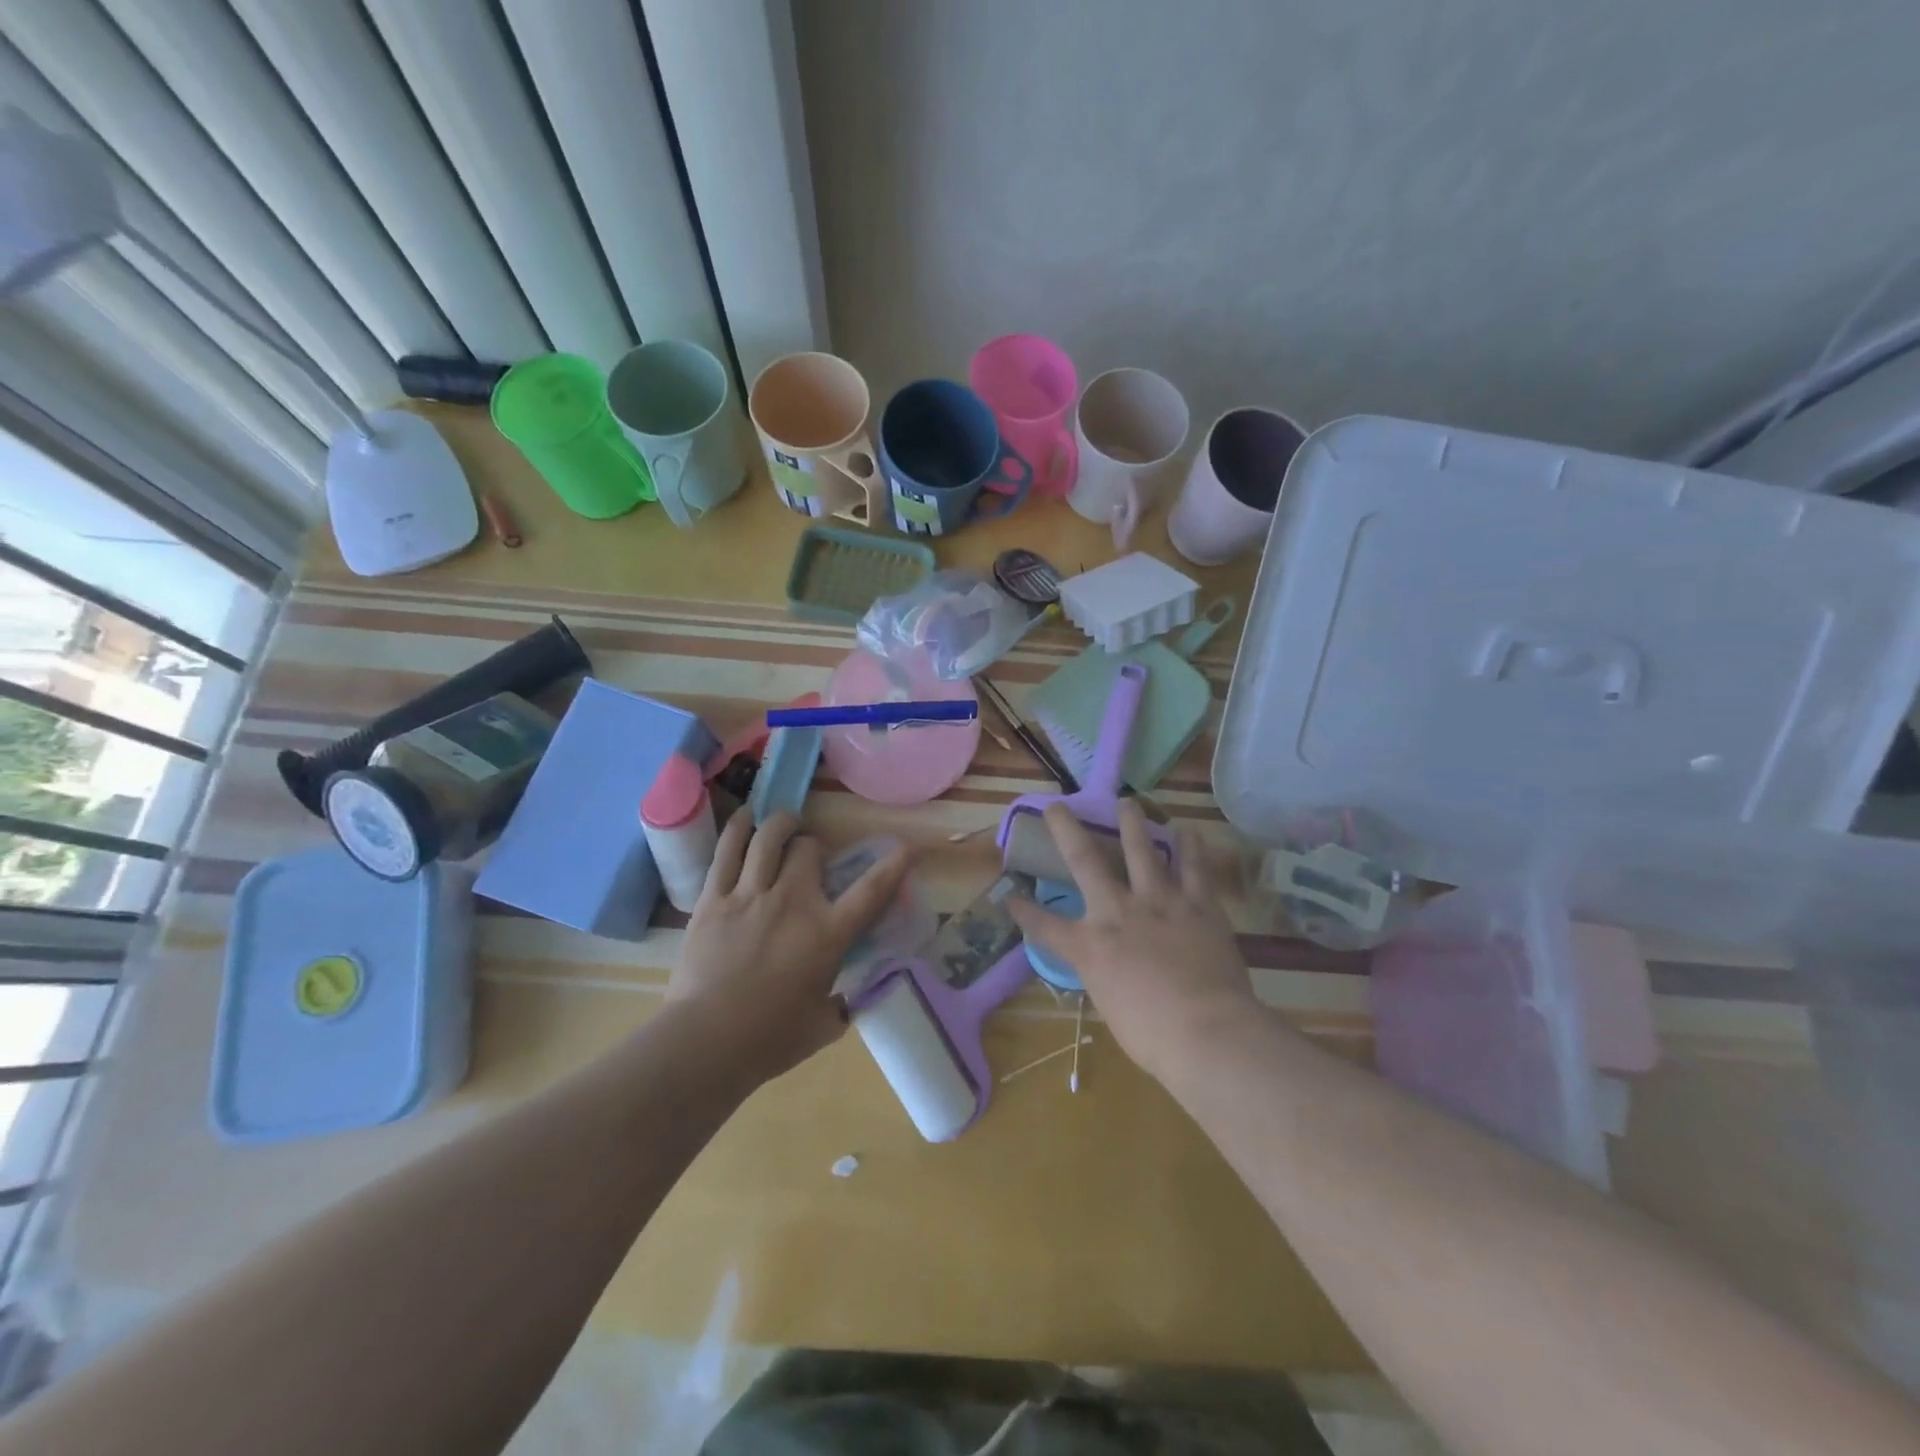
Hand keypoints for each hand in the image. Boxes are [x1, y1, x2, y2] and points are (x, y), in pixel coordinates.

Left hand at [667, 811, 909, 1083]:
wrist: (705, 1042)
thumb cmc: (770, 1040)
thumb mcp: (823, 1026)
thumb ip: (841, 1006)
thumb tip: (847, 1000)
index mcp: (827, 934)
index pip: (871, 890)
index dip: (894, 865)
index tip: (907, 847)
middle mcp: (793, 903)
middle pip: (809, 850)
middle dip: (813, 848)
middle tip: (809, 857)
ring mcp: (750, 896)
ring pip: (769, 839)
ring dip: (782, 825)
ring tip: (785, 822)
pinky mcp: (714, 899)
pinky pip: (727, 851)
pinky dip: (739, 828)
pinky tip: (746, 817)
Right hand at [1009, 800, 1256, 1083]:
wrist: (1205, 1032)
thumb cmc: (1151, 1036)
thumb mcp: (1110, 1006)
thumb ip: (1105, 976)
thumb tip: (1111, 967)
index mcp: (1090, 947)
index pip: (1045, 926)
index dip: (1024, 910)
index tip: (1009, 895)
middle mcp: (1117, 912)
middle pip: (1085, 861)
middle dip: (1067, 830)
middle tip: (1058, 805)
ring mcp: (1158, 903)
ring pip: (1141, 850)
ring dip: (1133, 823)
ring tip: (1128, 802)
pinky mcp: (1198, 905)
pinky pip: (1194, 868)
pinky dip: (1191, 848)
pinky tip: (1188, 831)